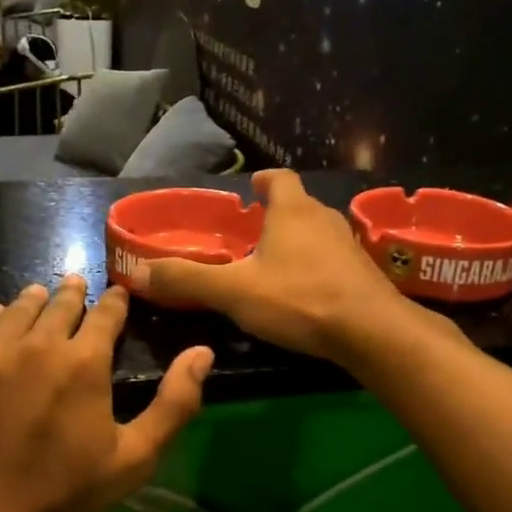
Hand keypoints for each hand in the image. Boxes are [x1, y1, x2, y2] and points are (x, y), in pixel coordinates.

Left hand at [0, 276, 212, 511]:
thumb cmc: (61, 497)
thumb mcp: (134, 458)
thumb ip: (175, 403)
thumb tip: (203, 351)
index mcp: (83, 361)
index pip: (105, 314)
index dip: (114, 302)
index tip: (116, 295)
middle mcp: (35, 342)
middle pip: (58, 303)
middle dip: (72, 294)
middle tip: (75, 286)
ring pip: (15, 309)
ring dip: (33, 301)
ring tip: (39, 295)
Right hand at [145, 169, 409, 362]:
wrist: (372, 332)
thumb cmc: (300, 299)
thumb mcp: (234, 291)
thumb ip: (187, 280)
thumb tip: (139, 272)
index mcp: (293, 212)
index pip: (280, 179)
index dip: (264, 181)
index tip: (252, 188)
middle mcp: (324, 219)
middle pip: (299, 205)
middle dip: (277, 214)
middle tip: (253, 232)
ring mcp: (350, 246)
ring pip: (318, 233)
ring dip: (298, 241)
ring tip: (275, 263)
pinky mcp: (364, 274)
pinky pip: (334, 260)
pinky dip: (317, 266)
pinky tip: (305, 292)